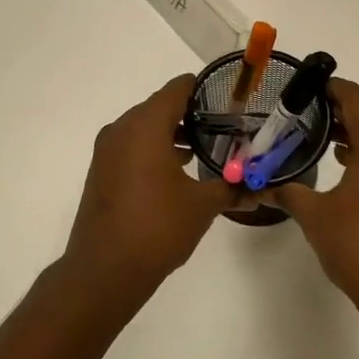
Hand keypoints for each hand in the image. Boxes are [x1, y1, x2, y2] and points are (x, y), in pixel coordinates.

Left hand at [62, 75, 234, 300]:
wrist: (105, 269)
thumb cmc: (157, 227)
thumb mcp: (202, 206)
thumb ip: (231, 189)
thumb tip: (257, 188)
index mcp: (146, 125)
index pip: (177, 89)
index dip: (203, 89)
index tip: (228, 98)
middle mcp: (121, 129)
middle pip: (159, 107)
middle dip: (190, 114)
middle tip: (222, 126)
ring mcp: (107, 151)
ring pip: (144, 129)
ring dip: (171, 134)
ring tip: (204, 150)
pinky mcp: (101, 172)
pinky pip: (131, 147)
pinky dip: (152, 150)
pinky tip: (176, 172)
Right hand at [267, 79, 358, 323]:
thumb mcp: (315, 217)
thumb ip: (287, 192)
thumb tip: (259, 186)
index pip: (356, 99)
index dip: (329, 89)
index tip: (301, 87)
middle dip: (336, 114)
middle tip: (298, 115)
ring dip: (353, 137)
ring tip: (315, 141)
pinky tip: (344, 171)